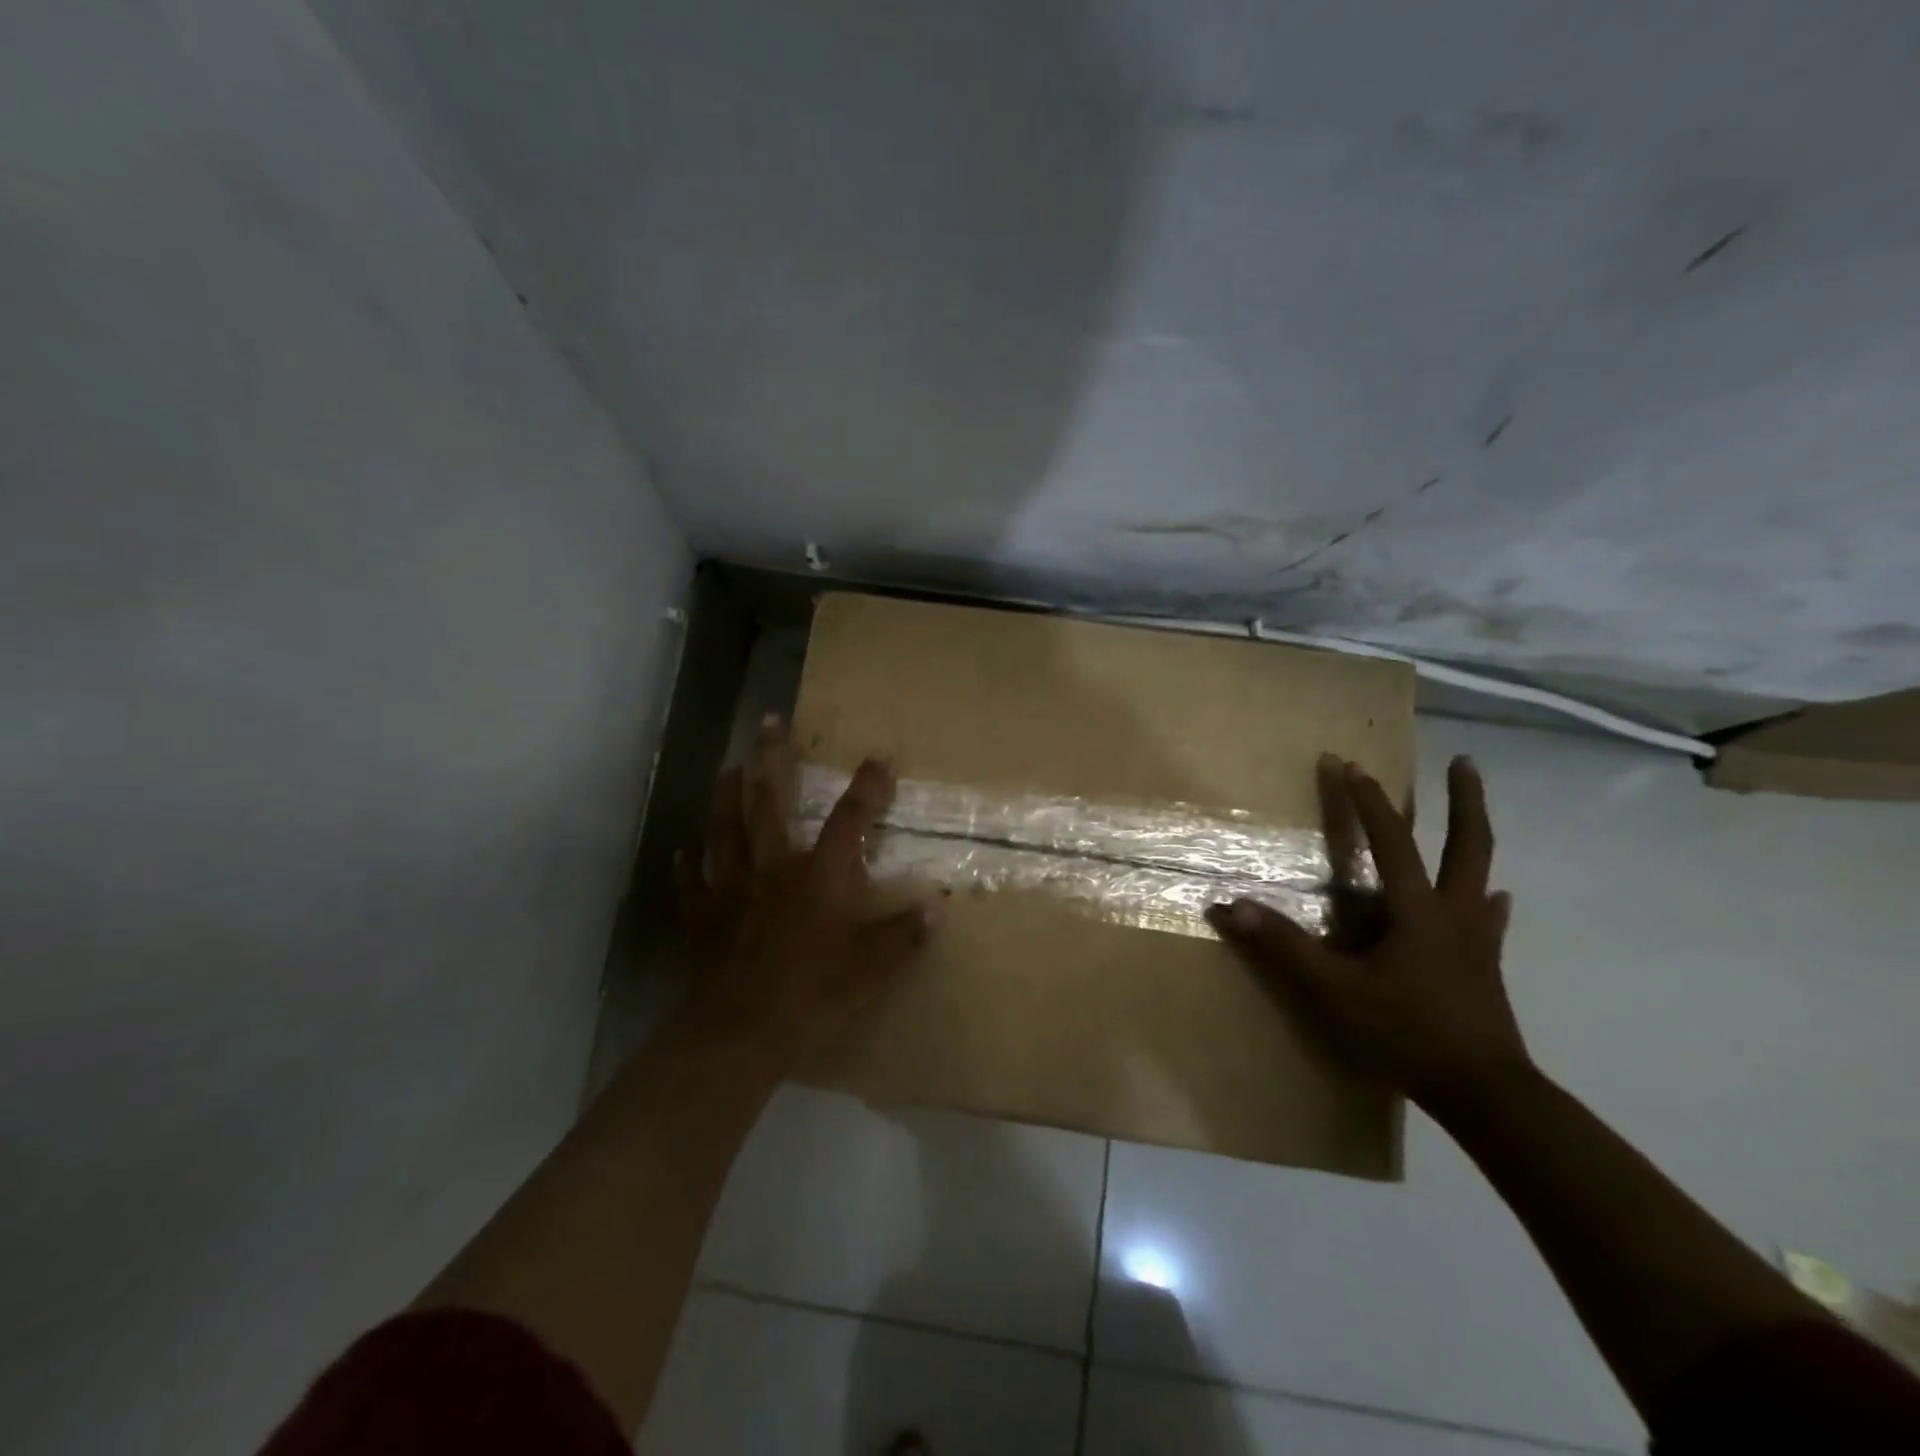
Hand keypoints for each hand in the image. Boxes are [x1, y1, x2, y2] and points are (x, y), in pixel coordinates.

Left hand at [675, 717, 941, 1062]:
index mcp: (819, 877)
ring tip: (730, 764)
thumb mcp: (872, 971)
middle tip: (769, 721)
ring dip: (727, 793)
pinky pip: (692, 881)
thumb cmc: (812, 997)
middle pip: (769, 801)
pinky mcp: (701, 915)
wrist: (739, 1034)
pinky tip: (684, 850)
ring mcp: (731, 888)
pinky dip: (689, 864)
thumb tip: (940, 905)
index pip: (849, 820)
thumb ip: (905, 936)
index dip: (868, 787)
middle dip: (772, 757)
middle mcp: (773, 868)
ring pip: (726, 828)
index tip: (879, 758)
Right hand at [1206, 755, 1529, 1110]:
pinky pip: (1489, 920)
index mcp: (1416, 910)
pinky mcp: (1486, 966)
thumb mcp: (1333, 991)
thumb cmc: (1405, 1033)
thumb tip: (1230, 906)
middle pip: (1468, 844)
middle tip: (1464, 762)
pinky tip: (1494, 901)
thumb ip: (1282, 946)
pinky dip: (1487, 902)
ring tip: (1472, 815)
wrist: (1485, 1093)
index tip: (1350, 765)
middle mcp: (1453, 912)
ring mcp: (1476, 940)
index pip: (1391, 841)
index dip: (1367, 802)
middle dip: (1464, 800)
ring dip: (1475, 838)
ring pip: (1481, 875)